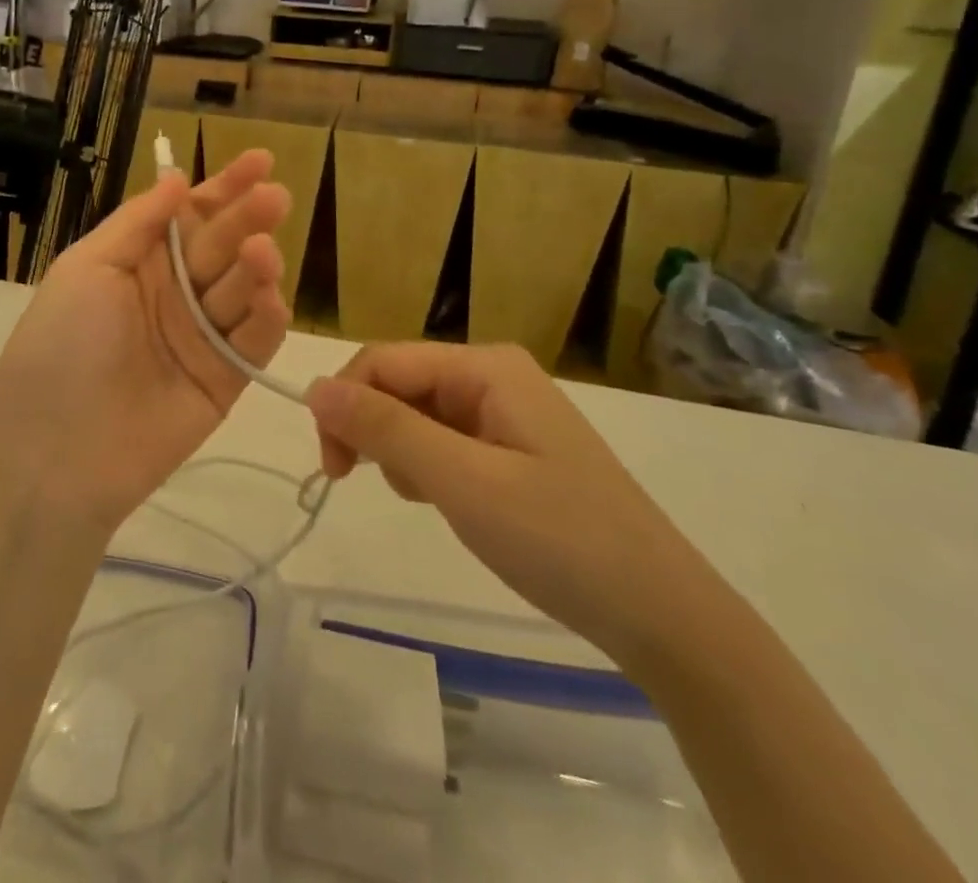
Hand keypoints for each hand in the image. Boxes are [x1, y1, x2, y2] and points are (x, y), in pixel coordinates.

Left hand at [0, 151, 291, 534]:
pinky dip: (266, 317)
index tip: (261, 159)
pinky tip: (268, 297)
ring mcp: (202, 336)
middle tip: (275, 197)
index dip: (224, 186)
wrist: (56, 451)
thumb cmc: (61, 344)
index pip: (191, 214)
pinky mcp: (226, 379)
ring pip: (243, 289)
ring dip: (257, 266)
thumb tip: (176, 177)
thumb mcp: (87, 268)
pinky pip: (254, 341)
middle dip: (248, 218)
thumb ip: (138, 222)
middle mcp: (175, 292)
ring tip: (261, 252)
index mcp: (140, 262)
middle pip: (222, 245)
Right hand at [308, 343, 727, 670]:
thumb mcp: (462, 482)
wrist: (663, 617)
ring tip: (430, 500)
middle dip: (373, 430)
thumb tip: (313, 386)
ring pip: (416, 414)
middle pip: (399, 384)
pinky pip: (443, 440)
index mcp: (485, 366)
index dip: (345, 403)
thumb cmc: (560, 539)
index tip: (332, 467)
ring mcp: (504, 411)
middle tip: (368, 485)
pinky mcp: (510, 447)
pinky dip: (429, 468)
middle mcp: (492, 375)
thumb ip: (385, 428)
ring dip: (402, 453)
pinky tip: (449, 502)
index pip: (384, 361)